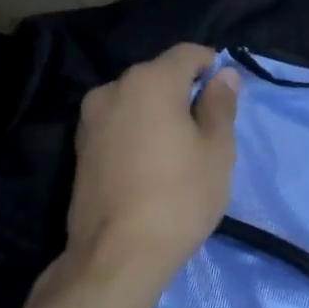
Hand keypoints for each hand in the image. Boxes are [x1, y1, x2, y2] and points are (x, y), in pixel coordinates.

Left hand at [61, 43, 240, 287]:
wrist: (119, 253)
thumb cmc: (181, 195)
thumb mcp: (218, 149)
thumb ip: (220, 106)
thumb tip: (223, 75)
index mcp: (150, 81)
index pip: (188, 53)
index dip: (214, 67)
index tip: (228, 97)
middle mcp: (113, 89)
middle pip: (159, 76)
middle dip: (186, 93)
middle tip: (210, 130)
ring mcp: (90, 119)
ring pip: (138, 102)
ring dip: (161, 115)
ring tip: (181, 152)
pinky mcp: (80, 148)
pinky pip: (120, 125)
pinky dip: (140, 133)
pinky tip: (154, 166)